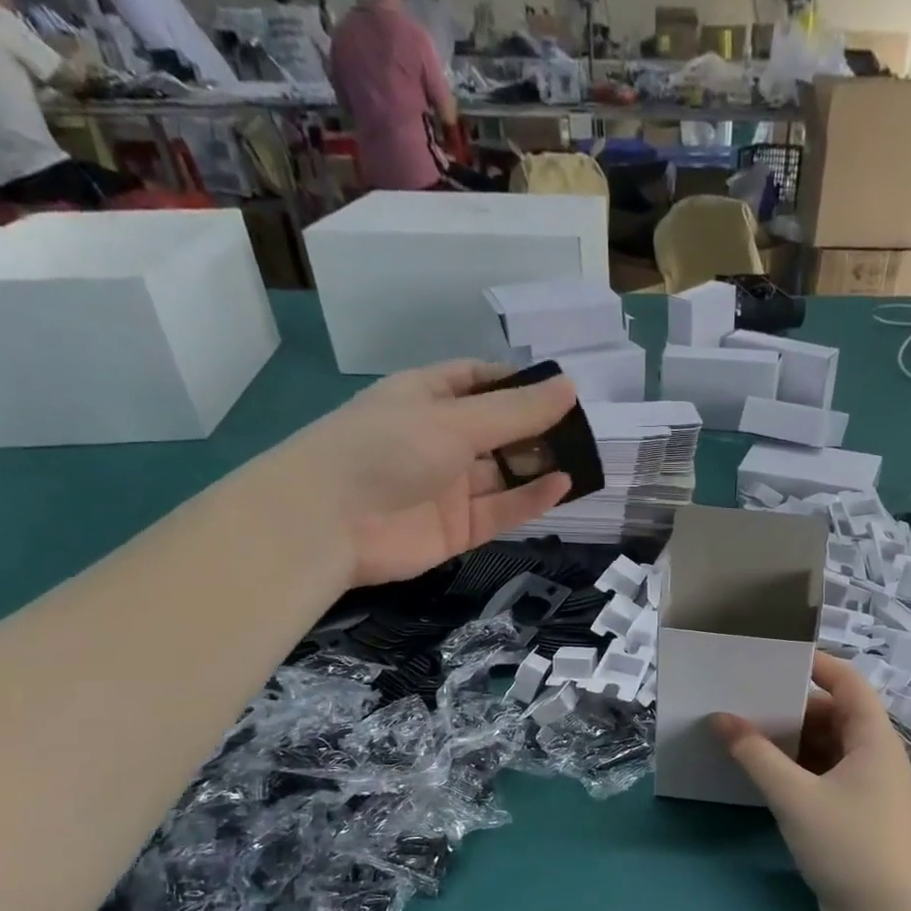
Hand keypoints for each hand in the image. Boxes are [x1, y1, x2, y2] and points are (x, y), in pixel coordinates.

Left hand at [299, 360, 576, 587]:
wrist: (328, 524)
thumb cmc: (386, 449)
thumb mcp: (454, 421)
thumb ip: (515, 412)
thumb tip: (570, 387)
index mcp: (425, 398)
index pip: (476, 381)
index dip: (515, 383)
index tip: (558, 390)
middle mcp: (438, 440)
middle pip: (496, 430)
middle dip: (535, 428)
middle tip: (581, 429)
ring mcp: (447, 488)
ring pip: (502, 474)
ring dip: (537, 465)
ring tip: (582, 457)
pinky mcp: (456, 530)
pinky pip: (500, 511)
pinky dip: (529, 500)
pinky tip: (562, 485)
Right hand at [710, 653, 910, 910]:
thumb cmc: (847, 845)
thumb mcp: (794, 796)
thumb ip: (755, 755)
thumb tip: (720, 719)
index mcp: (873, 739)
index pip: (848, 682)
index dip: (815, 664)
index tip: (773, 658)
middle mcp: (874, 755)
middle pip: (833, 714)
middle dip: (791, 708)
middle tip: (746, 700)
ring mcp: (867, 785)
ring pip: (825, 747)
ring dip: (790, 741)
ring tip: (746, 733)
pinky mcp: (855, 811)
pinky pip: (823, 774)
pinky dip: (796, 768)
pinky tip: (763, 772)